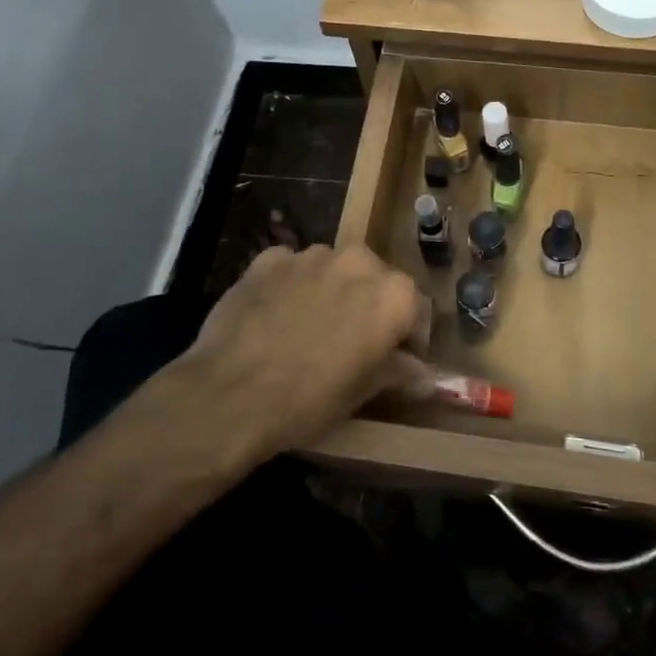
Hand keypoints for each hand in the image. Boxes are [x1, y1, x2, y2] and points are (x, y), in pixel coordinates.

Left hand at [180, 244, 433, 460]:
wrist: (230, 394)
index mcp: (393, 294)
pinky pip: (291, 269)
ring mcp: (311, 255)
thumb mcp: (362, 392)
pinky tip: (276, 318)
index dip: (409, 337)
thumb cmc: (309, 399)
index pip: (416, 309)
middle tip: (351, 343)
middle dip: (368, 306)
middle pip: (375, 280)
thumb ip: (398, 372)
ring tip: (309, 329)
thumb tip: (425, 376)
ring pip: (332, 269)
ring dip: (330, 292)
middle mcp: (358, 261)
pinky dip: (291, 287)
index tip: (397, 360)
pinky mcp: (270, 257)